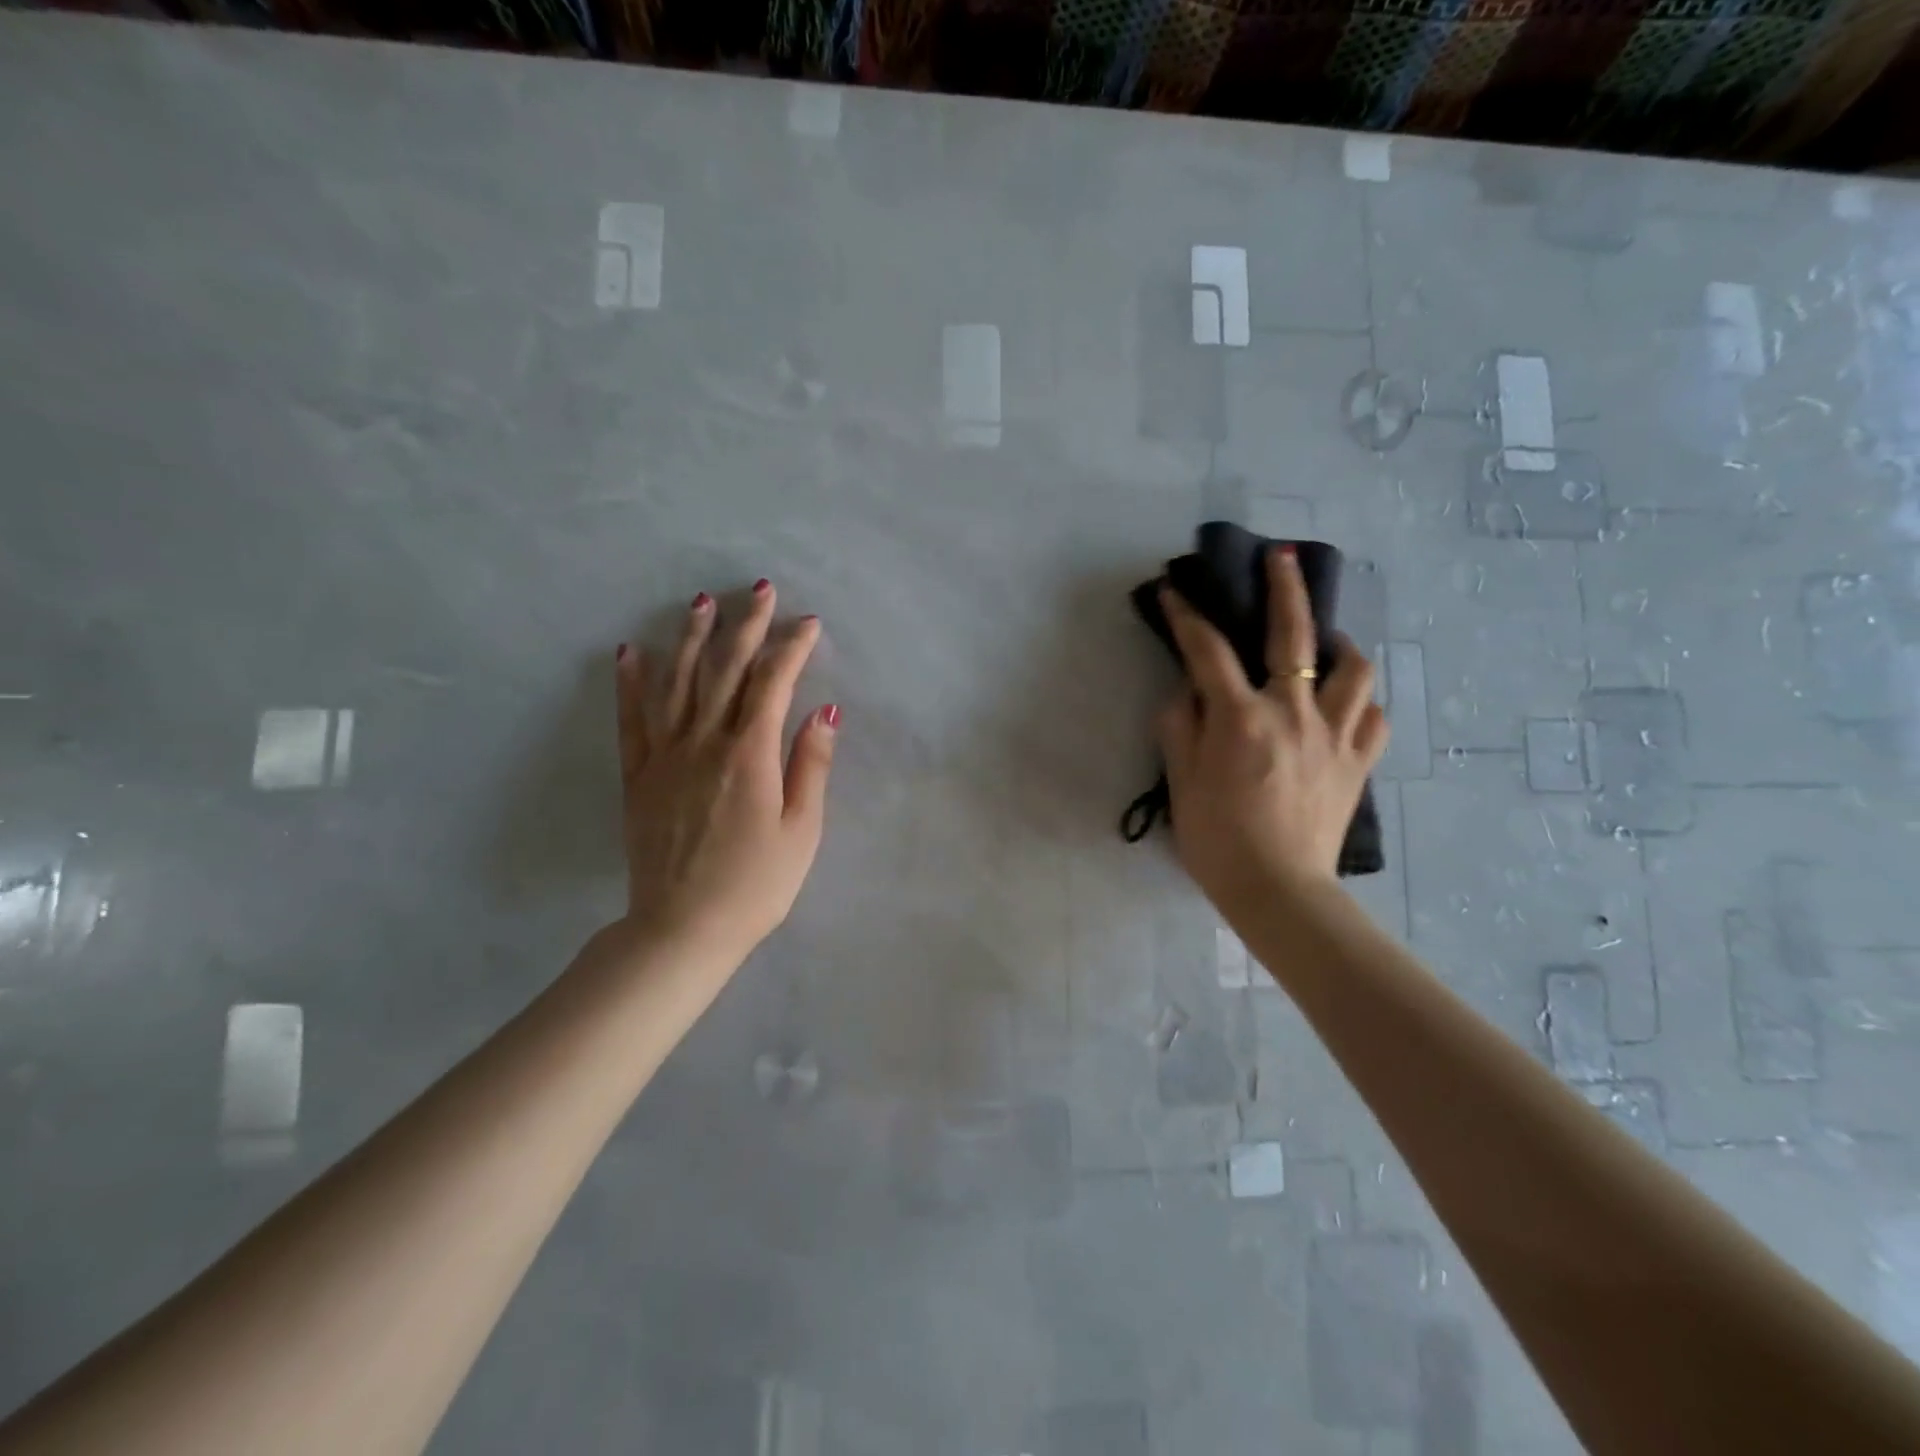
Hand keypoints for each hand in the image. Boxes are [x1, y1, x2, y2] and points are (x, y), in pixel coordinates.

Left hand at [613, 580, 837, 966]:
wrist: (683, 928)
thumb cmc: (756, 885)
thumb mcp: (802, 830)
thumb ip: (811, 765)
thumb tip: (825, 709)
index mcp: (750, 755)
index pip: (773, 683)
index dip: (791, 647)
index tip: (808, 623)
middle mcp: (705, 742)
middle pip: (725, 670)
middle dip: (745, 626)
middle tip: (758, 590)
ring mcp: (665, 756)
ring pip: (676, 683)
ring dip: (689, 638)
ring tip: (700, 603)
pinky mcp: (638, 775)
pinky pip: (632, 719)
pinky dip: (630, 683)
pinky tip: (630, 652)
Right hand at [1155, 545, 1387, 913]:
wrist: (1279, 892)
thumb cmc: (1218, 840)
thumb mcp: (1181, 782)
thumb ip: (1180, 726)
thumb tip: (1187, 691)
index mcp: (1242, 718)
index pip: (1208, 652)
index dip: (1187, 617)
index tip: (1173, 592)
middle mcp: (1293, 712)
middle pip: (1293, 634)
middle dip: (1284, 587)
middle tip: (1280, 557)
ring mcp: (1334, 735)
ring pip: (1353, 669)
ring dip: (1338, 646)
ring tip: (1324, 646)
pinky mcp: (1359, 762)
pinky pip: (1373, 717)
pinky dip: (1359, 702)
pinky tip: (1344, 706)